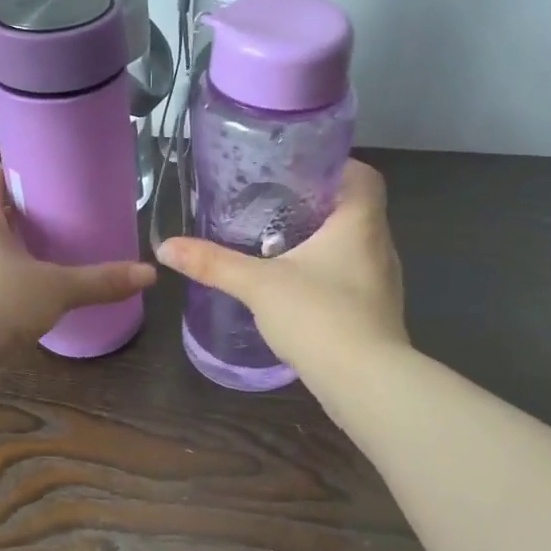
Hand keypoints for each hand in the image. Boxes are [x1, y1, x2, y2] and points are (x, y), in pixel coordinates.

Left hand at [0, 167, 156, 351]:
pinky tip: (28, 295)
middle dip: (20, 215)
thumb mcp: (55, 288)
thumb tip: (148, 274)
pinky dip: (3, 283)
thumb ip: (100, 281)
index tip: (46, 176)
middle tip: (59, 217)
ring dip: (10, 251)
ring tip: (48, 255)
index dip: (16, 173)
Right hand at [156, 160, 407, 388]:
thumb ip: (214, 264)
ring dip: (324, 242)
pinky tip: (298, 288)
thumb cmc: (319, 316)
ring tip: (282, 243)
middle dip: (319, 205)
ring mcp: (384, 282)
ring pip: (355, 246)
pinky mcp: (378, 312)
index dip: (334, 167)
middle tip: (276, 205)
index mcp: (360, 222)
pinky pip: (354, 278)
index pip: (363, 176)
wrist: (365, 382)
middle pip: (356, 209)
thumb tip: (166, 247)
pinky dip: (330, 274)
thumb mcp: (258, 285)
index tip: (298, 172)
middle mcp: (380, 245)